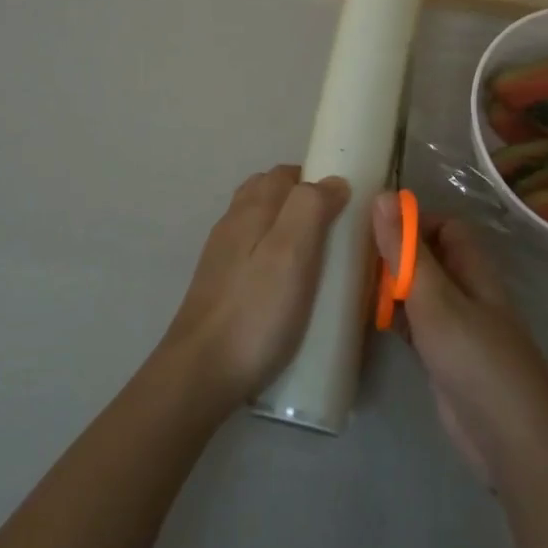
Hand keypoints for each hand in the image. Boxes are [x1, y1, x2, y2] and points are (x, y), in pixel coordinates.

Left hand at [162, 166, 349, 404]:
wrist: (201, 372)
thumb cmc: (256, 310)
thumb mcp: (292, 253)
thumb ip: (311, 207)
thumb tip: (332, 180)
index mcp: (251, 209)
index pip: (285, 174)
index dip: (316, 180)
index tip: (347, 203)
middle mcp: (232, 224)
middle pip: (269, 195)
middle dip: (303, 202)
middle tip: (336, 232)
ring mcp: (222, 256)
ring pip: (260, 225)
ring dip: (288, 229)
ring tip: (318, 259)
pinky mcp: (220, 286)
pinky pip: (253, 255)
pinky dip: (275, 256)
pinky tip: (289, 285)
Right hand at [374, 199, 547, 487]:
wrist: (513, 441)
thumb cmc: (476, 359)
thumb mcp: (435, 299)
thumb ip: (406, 252)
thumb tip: (383, 195)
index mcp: (473, 269)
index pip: (445, 227)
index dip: (413, 222)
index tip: (372, 227)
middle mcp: (466, 292)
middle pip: (429, 258)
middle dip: (395, 253)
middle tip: (350, 255)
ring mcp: (456, 328)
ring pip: (420, 293)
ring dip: (391, 286)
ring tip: (348, 281)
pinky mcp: (444, 360)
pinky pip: (415, 326)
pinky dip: (393, 318)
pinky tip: (365, 320)